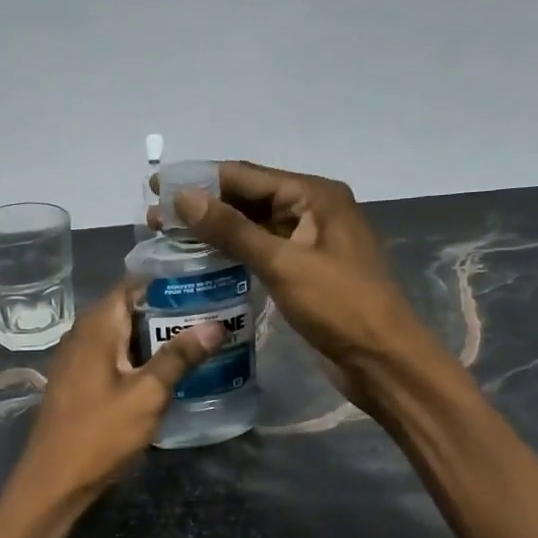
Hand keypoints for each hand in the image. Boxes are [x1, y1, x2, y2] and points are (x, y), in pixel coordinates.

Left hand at [14, 281, 223, 502]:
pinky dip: (138, 356)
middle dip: (168, 311)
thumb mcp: (147, 395)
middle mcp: (82, 333)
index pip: (133, 284)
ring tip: (197, 340)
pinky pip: (112, 355)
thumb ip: (179, 357)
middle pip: (129, 309)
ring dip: (154, 337)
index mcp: (97, 326)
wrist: (54, 481)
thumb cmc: (100, 434)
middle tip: (211, 315)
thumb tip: (215, 324)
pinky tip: (165, 371)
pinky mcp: (78, 381)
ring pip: (121, 334)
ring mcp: (76, 358)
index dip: (168, 283)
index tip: (204, 287)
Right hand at [171, 161, 428, 399]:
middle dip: (203, 206)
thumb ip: (233, 230)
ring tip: (170, 238)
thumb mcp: (283, 264)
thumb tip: (184, 197)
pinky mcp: (303, 272)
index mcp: (314, 196)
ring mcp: (309, 243)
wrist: (382, 360)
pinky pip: (261, 253)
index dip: (199, 180)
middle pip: (249, 199)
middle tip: (155, 218)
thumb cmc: (339, 306)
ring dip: (214, 231)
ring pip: (253, 228)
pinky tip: (202, 262)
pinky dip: (232, 254)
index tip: (156, 186)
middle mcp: (312, 211)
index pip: (247, 176)